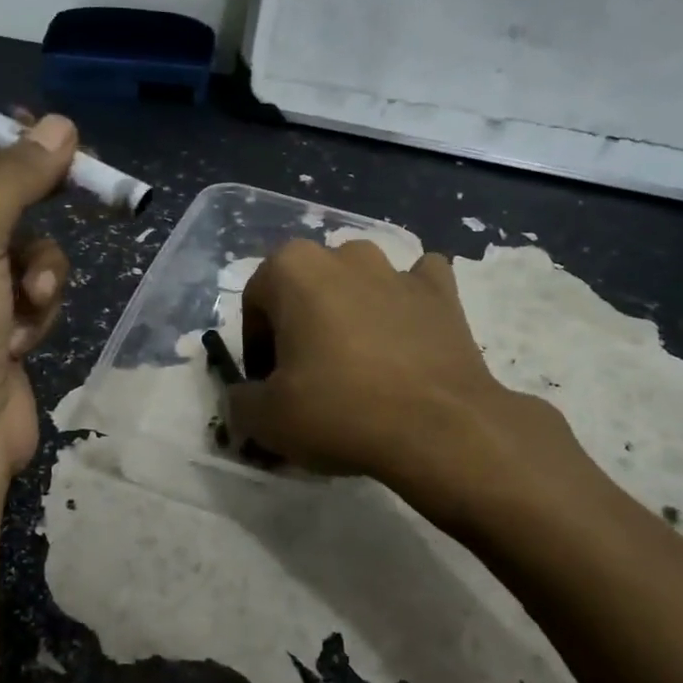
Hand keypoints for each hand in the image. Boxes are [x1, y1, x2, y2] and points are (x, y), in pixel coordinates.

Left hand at [0, 115, 76, 481]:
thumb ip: (14, 178)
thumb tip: (62, 125)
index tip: (50, 133)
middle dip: (31, 204)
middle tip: (84, 178)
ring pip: (21, 248)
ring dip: (37, 268)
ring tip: (30, 298)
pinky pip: (30, 290)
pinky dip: (36, 306)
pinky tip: (24, 337)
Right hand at [226, 239, 608, 530]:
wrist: (440, 428)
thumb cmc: (339, 410)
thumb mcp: (265, 418)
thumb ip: (239, 400)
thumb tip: (245, 397)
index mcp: (292, 268)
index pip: (255, 304)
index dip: (256, 349)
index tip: (269, 387)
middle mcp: (343, 254)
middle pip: (306, 290)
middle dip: (301, 326)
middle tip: (309, 378)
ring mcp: (398, 268)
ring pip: (359, 283)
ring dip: (351, 312)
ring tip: (359, 364)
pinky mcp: (443, 291)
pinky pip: (415, 287)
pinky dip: (406, 305)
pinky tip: (406, 339)